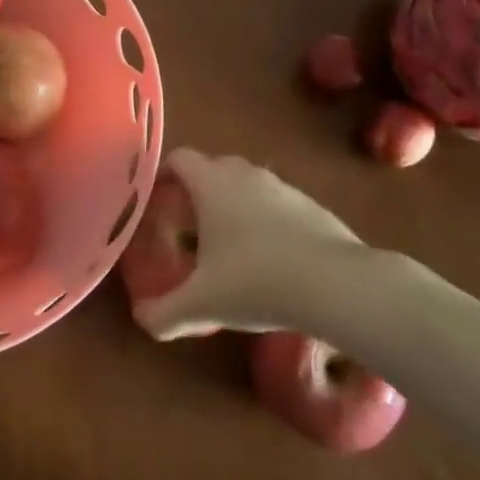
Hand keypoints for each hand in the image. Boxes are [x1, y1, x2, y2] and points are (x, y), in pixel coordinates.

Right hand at [133, 149, 367, 340]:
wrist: (337, 286)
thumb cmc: (256, 282)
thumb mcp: (203, 305)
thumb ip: (165, 313)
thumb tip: (142, 320)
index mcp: (211, 183)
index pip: (179, 158)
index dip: (164, 174)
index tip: (157, 199)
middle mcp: (245, 174)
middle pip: (213, 168)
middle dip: (198, 191)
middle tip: (189, 226)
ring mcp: (283, 187)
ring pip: (248, 185)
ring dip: (235, 205)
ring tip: (231, 246)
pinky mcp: (313, 207)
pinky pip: (279, 205)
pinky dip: (268, 222)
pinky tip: (272, 260)